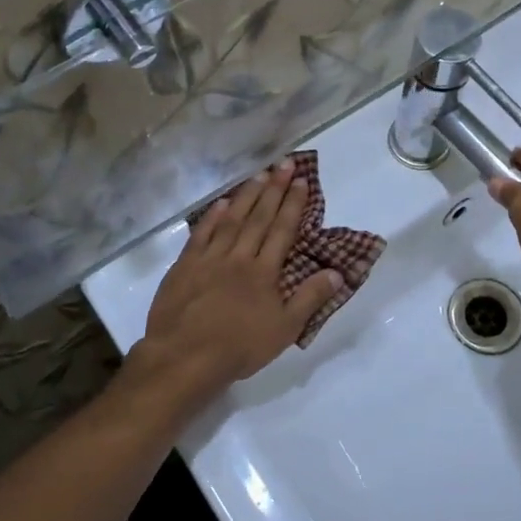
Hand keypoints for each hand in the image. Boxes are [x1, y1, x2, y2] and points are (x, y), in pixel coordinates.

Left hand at [118, 162, 342, 425]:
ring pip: (232, 219)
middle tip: (283, 163)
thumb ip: (310, 299)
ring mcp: (209, 258)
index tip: (300, 180)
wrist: (184, 357)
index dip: (292, 204)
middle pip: (259, 217)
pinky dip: (212, 216)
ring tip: (259, 174)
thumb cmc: (238, 347)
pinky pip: (201, 234)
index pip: (282, 230)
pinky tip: (222, 203)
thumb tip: (336, 272)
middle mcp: (238, 257)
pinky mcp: (185, 265)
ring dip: (247, 196)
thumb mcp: (284, 330)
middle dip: (273, 189)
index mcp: (264, 272)